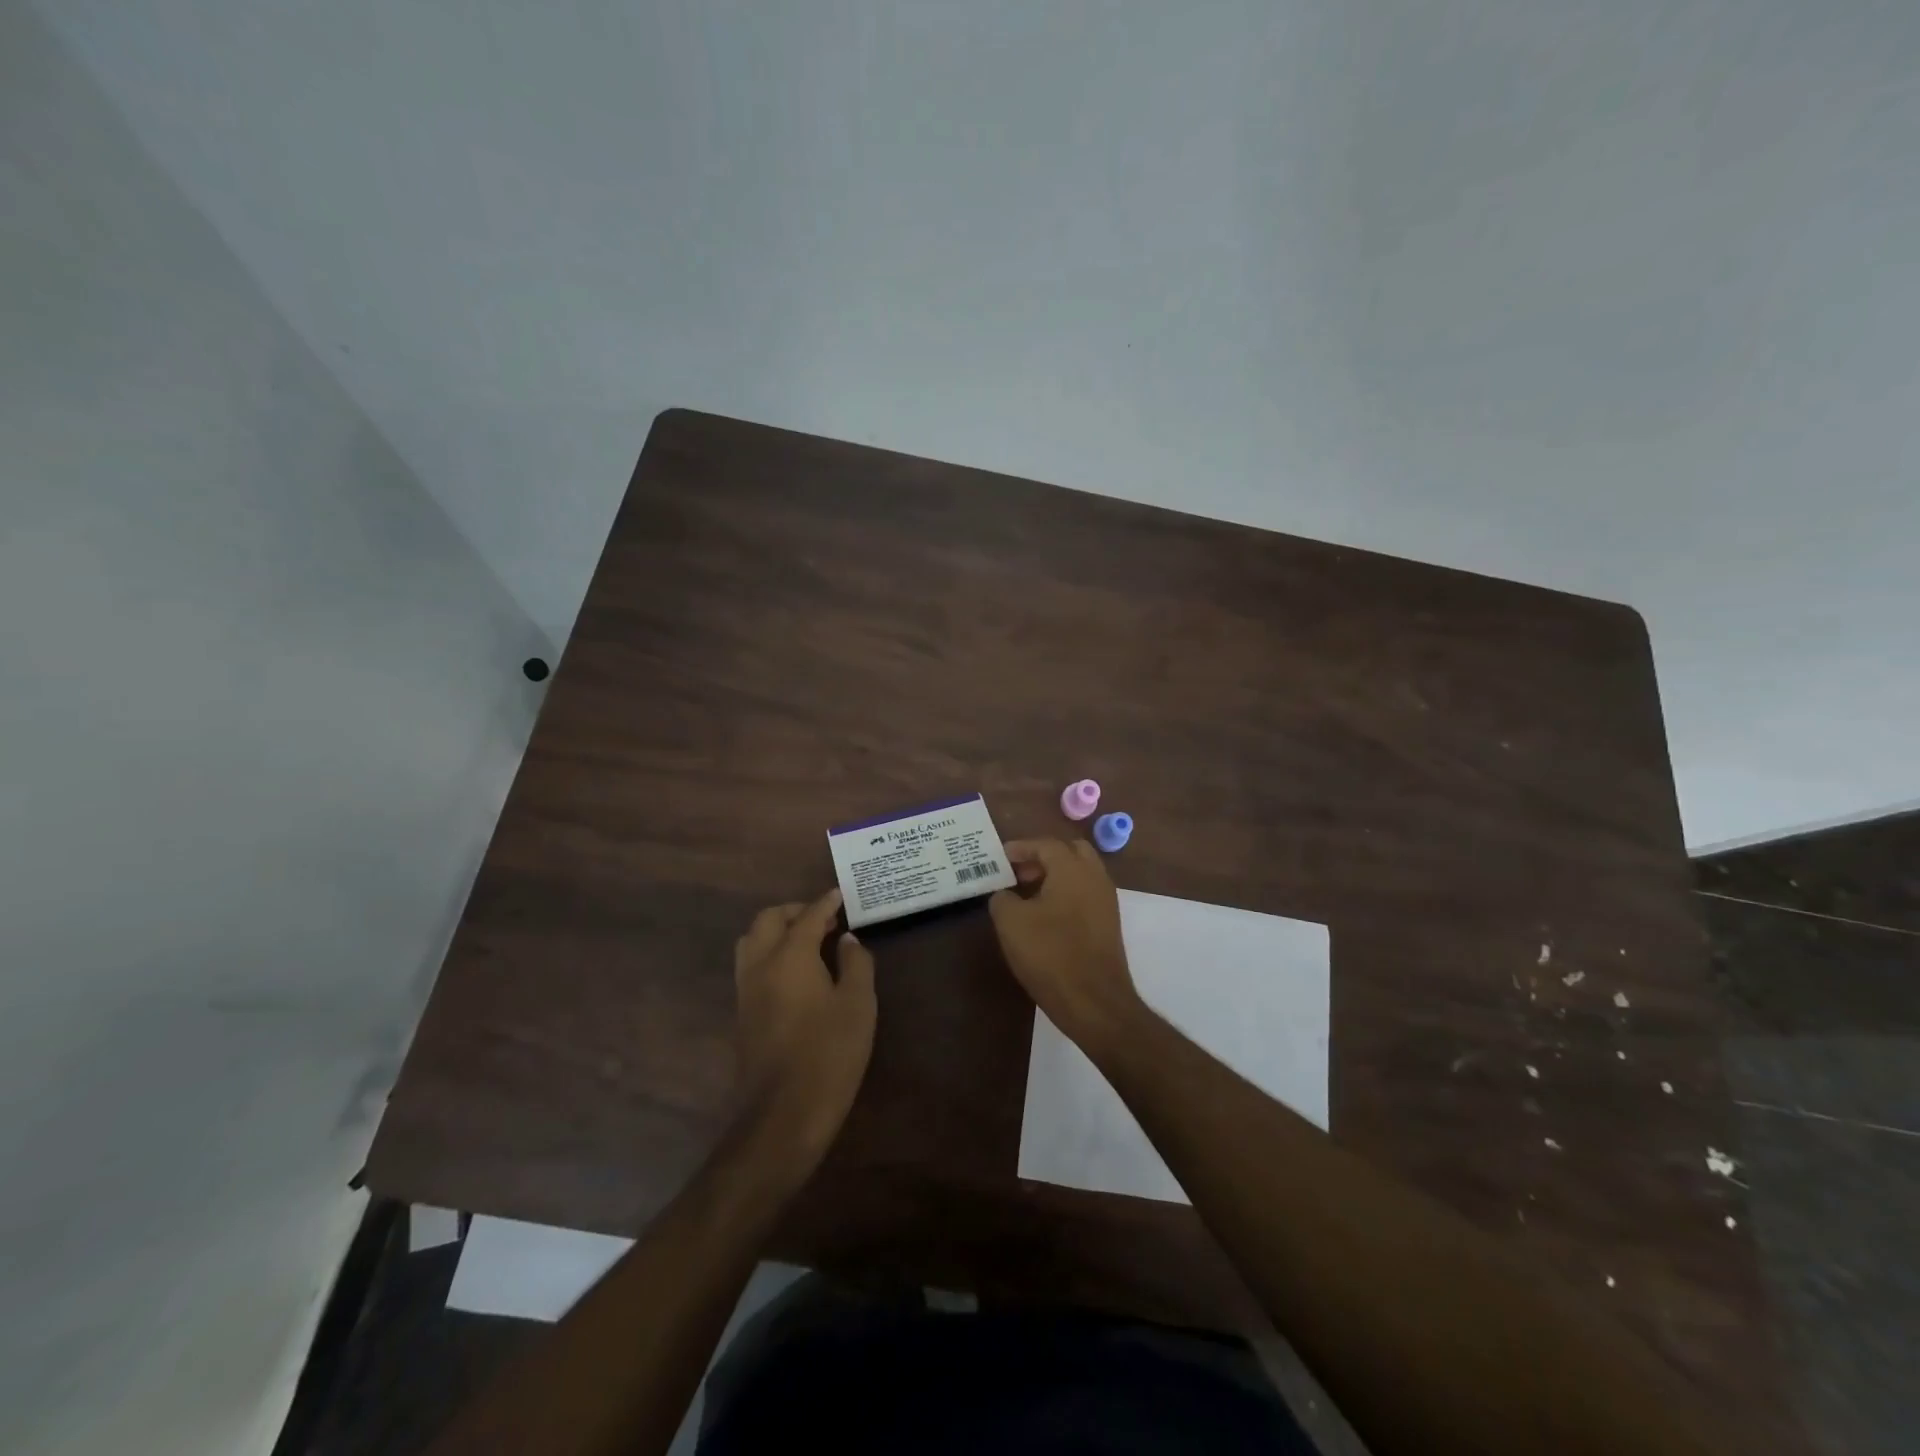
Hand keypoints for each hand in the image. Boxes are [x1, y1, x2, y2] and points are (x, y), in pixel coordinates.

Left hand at [732, 889, 876, 1164]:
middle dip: (795, 911)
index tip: (840, 895)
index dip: (826, 903)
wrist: (784, 1113)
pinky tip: (795, 972)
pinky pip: (751, 965)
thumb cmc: (829, 1053)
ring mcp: (745, 990)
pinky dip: (769, 953)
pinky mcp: (742, 1013)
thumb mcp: (858, 1005)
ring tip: (807, 942)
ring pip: (752, 941)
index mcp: (789, 956)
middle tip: (824, 920)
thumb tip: (847, 940)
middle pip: (769, 920)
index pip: (808, 916)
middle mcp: (760, 964)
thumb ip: (856, 964)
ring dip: (776, 931)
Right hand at [989, 839, 1143, 1052]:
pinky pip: (1086, 894)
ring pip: (1081, 874)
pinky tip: (1046, 916)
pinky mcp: (1109, 924)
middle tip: (1019, 872)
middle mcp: (1095, 877)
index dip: (1020, 848)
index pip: (1045, 844)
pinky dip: (1066, 894)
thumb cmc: (1050, 954)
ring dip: (1056, 876)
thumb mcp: (1011, 923)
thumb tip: (1005, 895)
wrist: (1094, 1002)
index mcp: (1072, 868)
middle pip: (1070, 852)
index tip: (1001, 858)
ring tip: (1028, 895)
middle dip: (1043, 857)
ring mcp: (1106, 901)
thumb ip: (1002, 899)